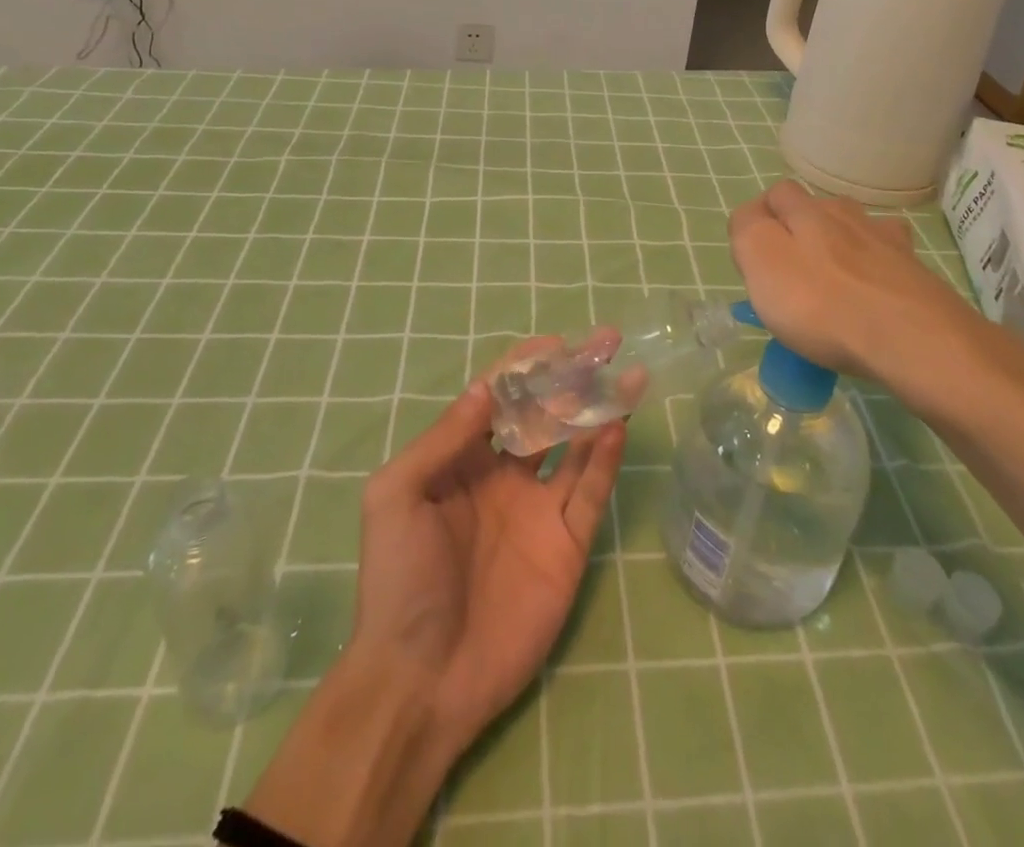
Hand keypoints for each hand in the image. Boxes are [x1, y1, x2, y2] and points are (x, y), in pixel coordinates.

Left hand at [244, 356, 625, 846]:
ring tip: (625, 375)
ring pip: (576, 446)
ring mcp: (539, 509)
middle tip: (605, 343)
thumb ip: (443, 438)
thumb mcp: (397, 496)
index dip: (526, 367)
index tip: (556, 342)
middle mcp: (505, 475)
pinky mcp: (568, 545)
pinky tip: (616, 426)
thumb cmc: (400, 580)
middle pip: (545, 413)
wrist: (421, 680)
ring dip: (599, 410)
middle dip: (573, 377)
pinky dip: (605, 459)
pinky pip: (590, 492)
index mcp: (461, 459)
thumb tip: (485, 386)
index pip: (500, 398)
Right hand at [729, 180, 1004, 406]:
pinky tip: (873, 286)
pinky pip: (888, 256)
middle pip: (816, 208)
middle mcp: (846, 214)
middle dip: (799, 230)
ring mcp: (885, 239)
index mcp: (806, 211)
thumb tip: (752, 218)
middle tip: (790, 274)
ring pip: (854, 228)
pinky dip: (876, 265)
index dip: (760, 220)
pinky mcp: (914, 270)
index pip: (776, 195)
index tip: (754, 260)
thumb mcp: (762, 261)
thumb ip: (748, 230)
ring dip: (839, 244)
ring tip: (832, 280)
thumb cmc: (821, 303)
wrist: (911, 339)